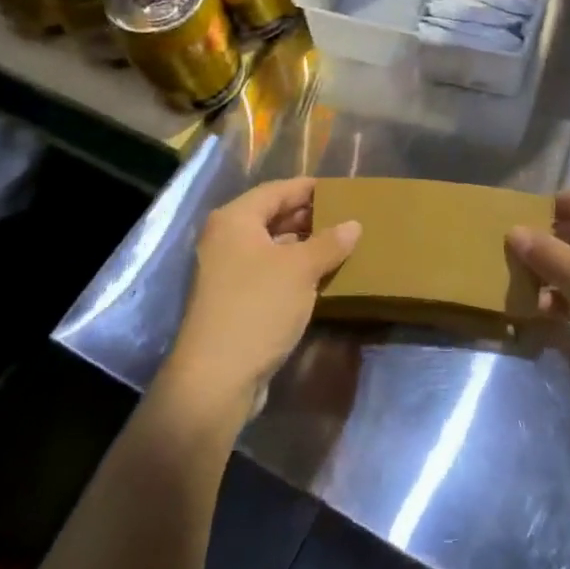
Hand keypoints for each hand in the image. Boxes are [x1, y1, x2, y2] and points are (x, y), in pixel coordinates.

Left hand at [167, 178, 360, 409]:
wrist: (216, 379)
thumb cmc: (257, 307)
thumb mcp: (300, 270)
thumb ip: (329, 242)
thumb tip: (353, 224)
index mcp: (235, 220)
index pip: (277, 190)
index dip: (309, 188)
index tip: (342, 189)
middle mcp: (226, 240)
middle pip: (272, 217)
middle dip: (309, 217)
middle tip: (347, 217)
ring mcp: (227, 273)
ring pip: (272, 247)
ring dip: (304, 246)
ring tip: (342, 245)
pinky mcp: (234, 302)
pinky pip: (270, 273)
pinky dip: (294, 270)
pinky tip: (322, 277)